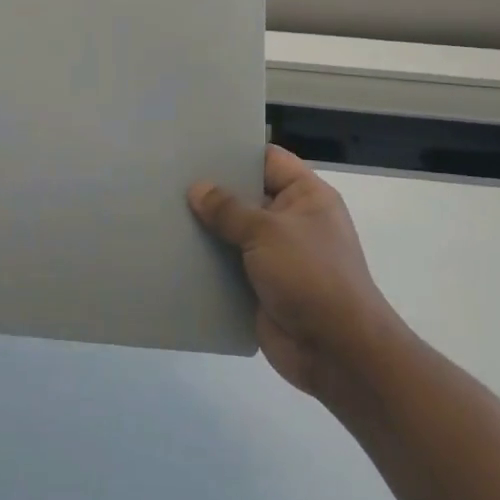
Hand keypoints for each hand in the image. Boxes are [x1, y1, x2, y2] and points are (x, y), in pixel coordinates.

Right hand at [189, 146, 398, 396]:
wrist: (337, 352)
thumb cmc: (311, 277)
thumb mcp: (268, 232)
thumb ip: (229, 209)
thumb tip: (197, 188)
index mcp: (306, 197)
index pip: (268, 160)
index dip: (235, 152)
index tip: (195, 146)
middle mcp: (292, 221)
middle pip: (247, 195)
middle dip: (212, 191)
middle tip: (168, 177)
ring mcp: (277, 256)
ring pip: (234, 232)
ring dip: (206, 228)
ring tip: (162, 210)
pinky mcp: (262, 286)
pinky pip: (229, 265)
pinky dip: (207, 261)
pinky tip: (173, 251)